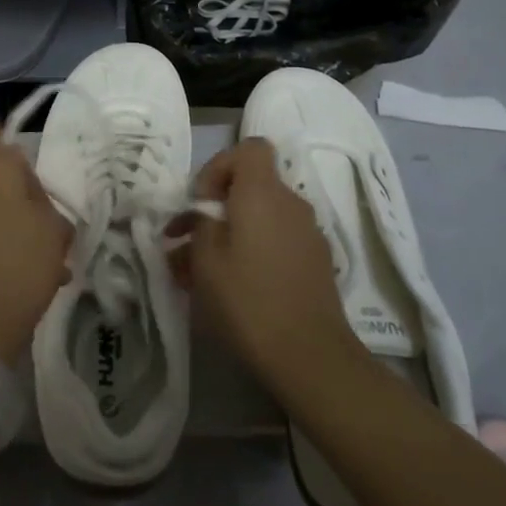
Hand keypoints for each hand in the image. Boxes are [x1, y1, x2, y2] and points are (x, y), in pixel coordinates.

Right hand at [184, 138, 364, 405]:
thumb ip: (199, 227)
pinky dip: (253, 251)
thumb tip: (202, 217)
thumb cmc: (248, 300)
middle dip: (218, 207)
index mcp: (263, 193)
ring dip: (232, 233)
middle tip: (189, 241)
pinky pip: (277, 240)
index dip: (220, 165)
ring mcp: (308, 233)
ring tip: (202, 271)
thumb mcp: (206, 261)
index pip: (250, 148)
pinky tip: (234, 286)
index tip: (201, 202)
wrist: (311, 357)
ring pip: (262, 217)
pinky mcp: (316, 262)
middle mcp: (291, 204)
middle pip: (252, 185)